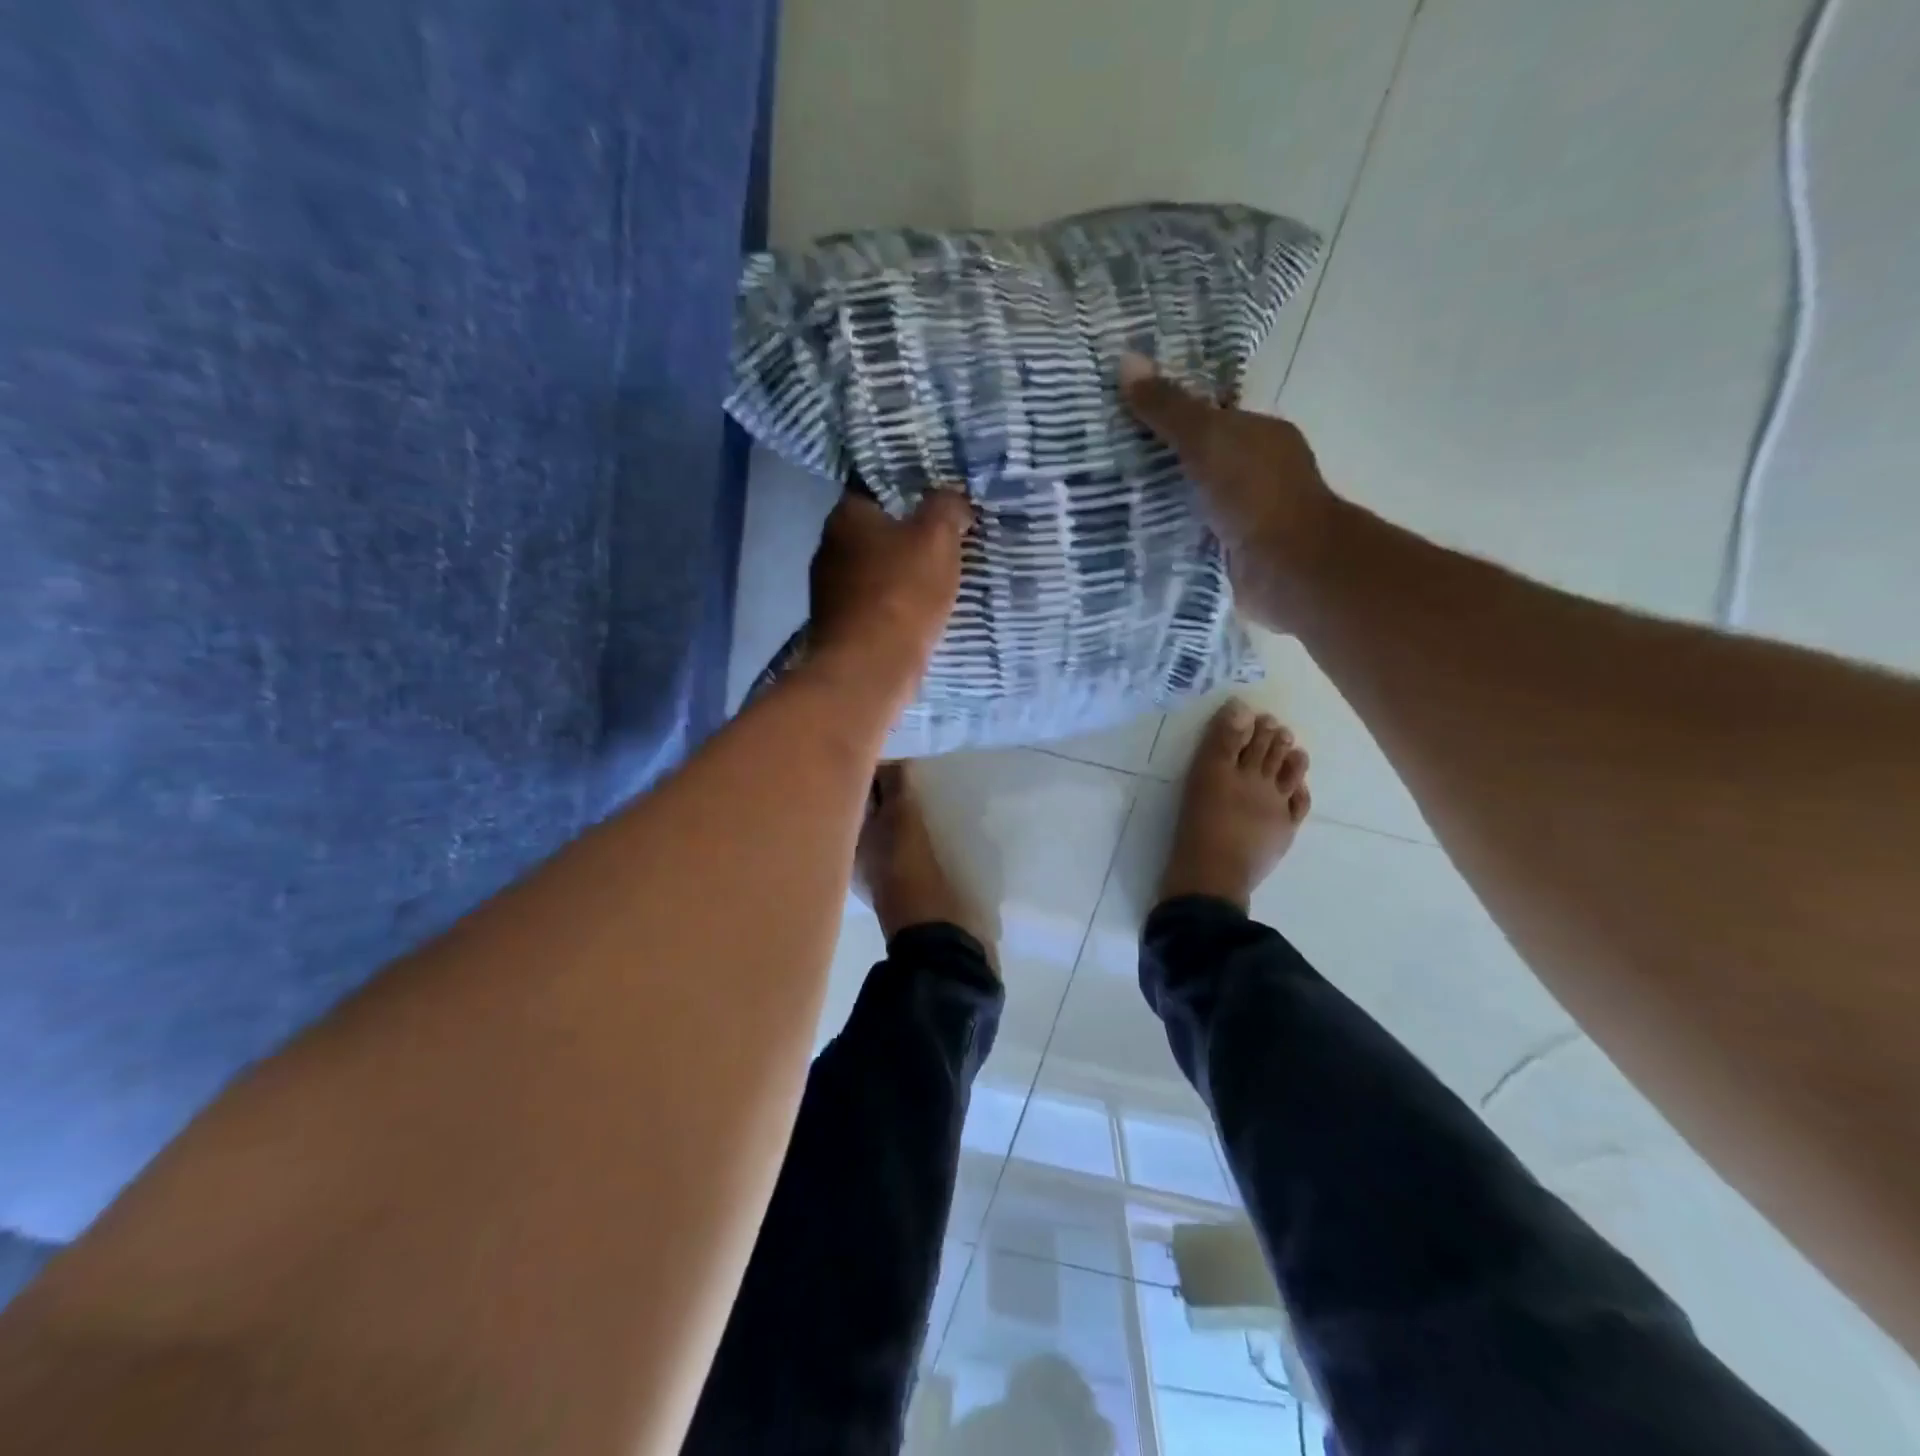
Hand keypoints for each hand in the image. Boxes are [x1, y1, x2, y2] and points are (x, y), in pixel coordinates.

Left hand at [808, 488, 973, 692]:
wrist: (869, 668)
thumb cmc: (902, 593)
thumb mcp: (937, 538)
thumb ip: (946, 507)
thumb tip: (951, 498)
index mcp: (846, 516)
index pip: (875, 486)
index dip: (908, 490)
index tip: (936, 500)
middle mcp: (828, 547)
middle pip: (873, 530)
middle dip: (904, 534)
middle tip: (942, 539)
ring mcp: (828, 590)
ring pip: (872, 569)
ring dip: (898, 572)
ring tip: (935, 578)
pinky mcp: (838, 625)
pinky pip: (872, 603)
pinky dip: (892, 604)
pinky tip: (916, 613)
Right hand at [1120, 353, 1341, 630]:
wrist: (1287, 570)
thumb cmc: (1255, 494)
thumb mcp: (1207, 439)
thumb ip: (1169, 408)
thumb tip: (1126, 360)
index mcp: (1260, 435)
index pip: (1211, 415)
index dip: (1170, 411)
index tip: (1122, 413)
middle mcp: (1256, 472)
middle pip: (1199, 458)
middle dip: (1158, 459)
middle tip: (1103, 458)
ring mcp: (1245, 516)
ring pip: (1193, 500)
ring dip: (1160, 501)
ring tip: (1104, 498)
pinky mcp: (1230, 554)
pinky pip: (1190, 536)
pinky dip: (1167, 535)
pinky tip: (1131, 535)